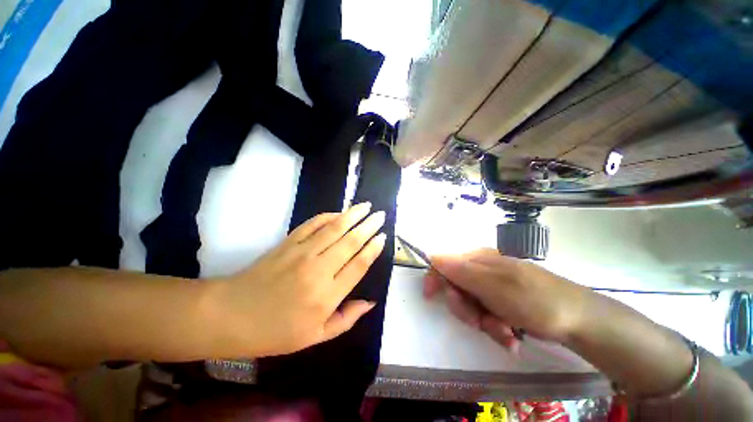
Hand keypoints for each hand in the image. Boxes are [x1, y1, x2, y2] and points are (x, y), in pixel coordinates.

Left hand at [205, 202, 386, 357]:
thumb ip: (346, 319)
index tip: (383, 236)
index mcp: (327, 296)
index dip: (373, 248)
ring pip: (334, 228)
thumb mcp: (315, 337)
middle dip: (368, 226)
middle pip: (350, 242)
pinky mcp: (288, 243)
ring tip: (366, 205)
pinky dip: (327, 216)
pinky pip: (312, 224)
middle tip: (380, 215)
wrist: (230, 315)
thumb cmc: (275, 332)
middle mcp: (318, 270)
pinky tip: (338, 212)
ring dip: (352, 215)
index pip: (358, 264)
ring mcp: (302, 253)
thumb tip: (370, 302)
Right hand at [424, 249, 591, 349]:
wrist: (579, 320)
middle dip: (464, 308)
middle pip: (455, 287)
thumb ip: (461, 271)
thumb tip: (433, 256)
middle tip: (479, 321)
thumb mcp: (493, 285)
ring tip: (503, 332)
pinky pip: (487, 314)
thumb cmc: (534, 299)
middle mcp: (482, 269)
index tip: (430, 297)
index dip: (434, 278)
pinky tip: (510, 336)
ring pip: (471, 304)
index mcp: (477, 259)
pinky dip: (495, 327)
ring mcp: (493, 285)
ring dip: (483, 322)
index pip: (443, 263)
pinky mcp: (502, 300)